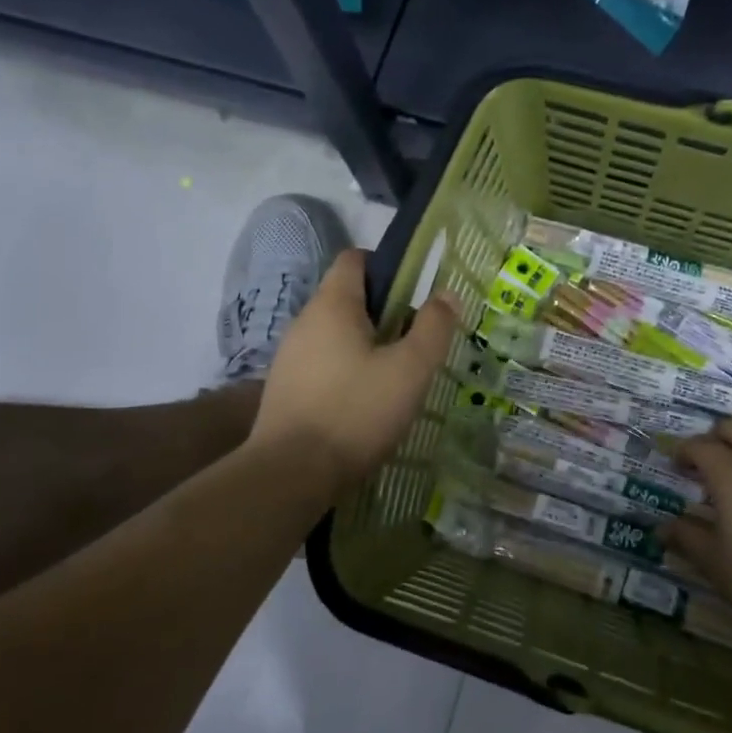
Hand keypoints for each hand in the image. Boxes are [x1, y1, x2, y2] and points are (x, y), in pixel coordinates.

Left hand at [248, 250, 459, 495]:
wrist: (290, 473)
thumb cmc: (355, 412)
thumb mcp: (410, 370)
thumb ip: (433, 328)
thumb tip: (446, 294)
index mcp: (333, 305)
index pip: (355, 259)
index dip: (387, 267)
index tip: (415, 296)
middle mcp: (305, 321)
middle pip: (348, 297)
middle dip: (384, 313)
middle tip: (414, 344)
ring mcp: (290, 355)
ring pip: (336, 334)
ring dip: (366, 345)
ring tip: (395, 377)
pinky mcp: (285, 387)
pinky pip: (323, 362)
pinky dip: (346, 370)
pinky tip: (364, 402)